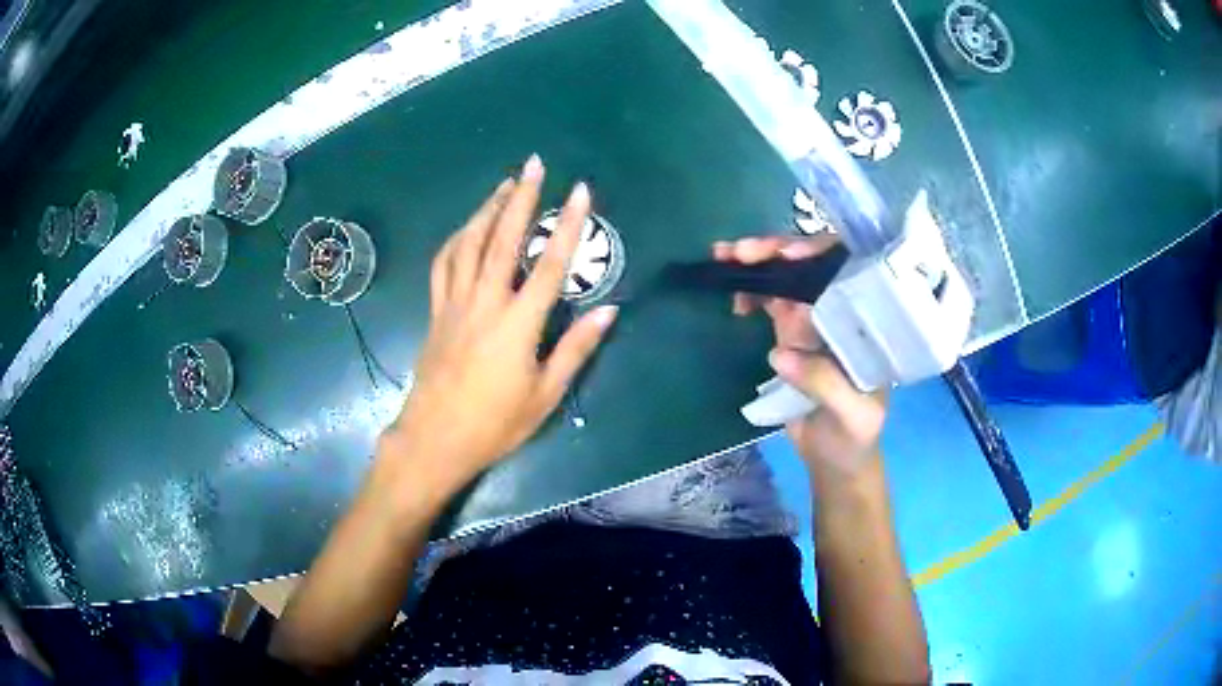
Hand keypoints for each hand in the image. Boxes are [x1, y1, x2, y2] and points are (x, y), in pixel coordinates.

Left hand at [386, 155, 617, 484]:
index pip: (550, 264)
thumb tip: (609, 311)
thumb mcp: (545, 395)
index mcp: (518, 324)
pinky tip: (468, 227)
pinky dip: (457, 238)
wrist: (435, 438)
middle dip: (521, 197)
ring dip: (487, 209)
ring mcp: (454, 303)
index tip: (580, 191)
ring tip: (505, 184)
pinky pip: (444, 263)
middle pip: (503, 239)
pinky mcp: (436, 311)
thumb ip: (576, 349)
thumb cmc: (495, 424)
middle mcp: (485, 302)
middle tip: (534, 164)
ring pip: (469, 243)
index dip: (568, 224)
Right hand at [713, 235, 884, 476]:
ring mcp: (815, 322)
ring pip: (787, 280)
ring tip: (723, 258)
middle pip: (811, 268)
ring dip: (757, 265)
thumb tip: (780, 353)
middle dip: (777, 252)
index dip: (819, 255)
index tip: (788, 255)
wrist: (834, 459)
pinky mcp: (792, 335)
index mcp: (866, 324)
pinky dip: (751, 293)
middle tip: (740, 252)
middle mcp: (842, 314)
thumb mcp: (851, 416)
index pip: (849, 273)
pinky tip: (735, 296)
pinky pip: (771, 302)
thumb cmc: (854, 437)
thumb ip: (825, 385)